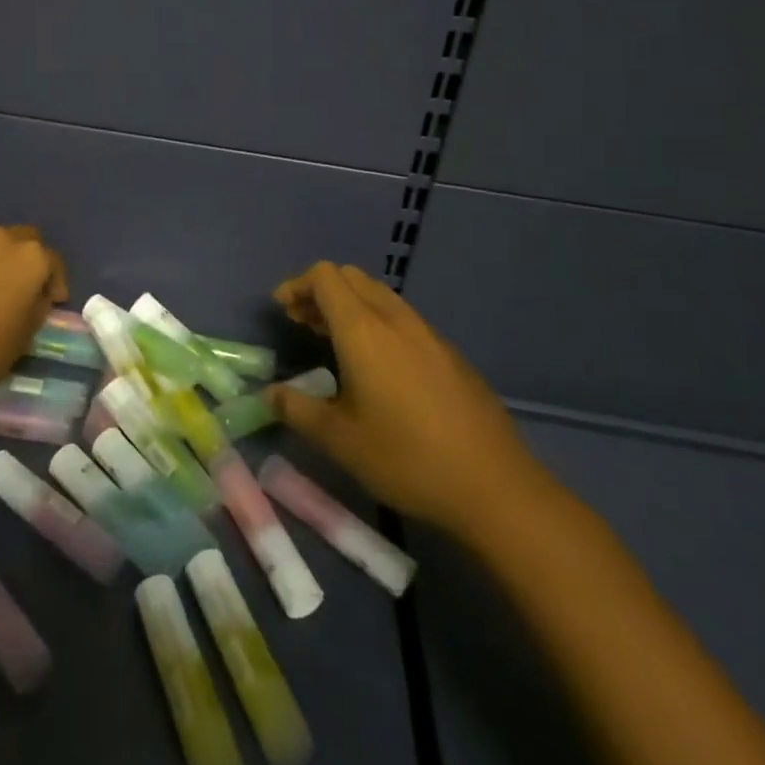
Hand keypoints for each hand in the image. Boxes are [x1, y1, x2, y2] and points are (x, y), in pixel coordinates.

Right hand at [268, 262, 556, 538]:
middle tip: (302, 323)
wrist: (494, 486)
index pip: (325, 277)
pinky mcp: (450, 353)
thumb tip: (270, 393)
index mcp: (364, 331)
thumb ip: (297, 409)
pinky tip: (377, 365)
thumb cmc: (406, 459)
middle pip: (352, 278)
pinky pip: (402, 318)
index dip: (297, 285)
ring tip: (333, 341)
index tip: (282, 311)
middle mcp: (395, 319)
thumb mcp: (339, 440)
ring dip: (349, 305)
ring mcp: (428, 333)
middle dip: (320, 291)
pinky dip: (376, 321)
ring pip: (379, 295)